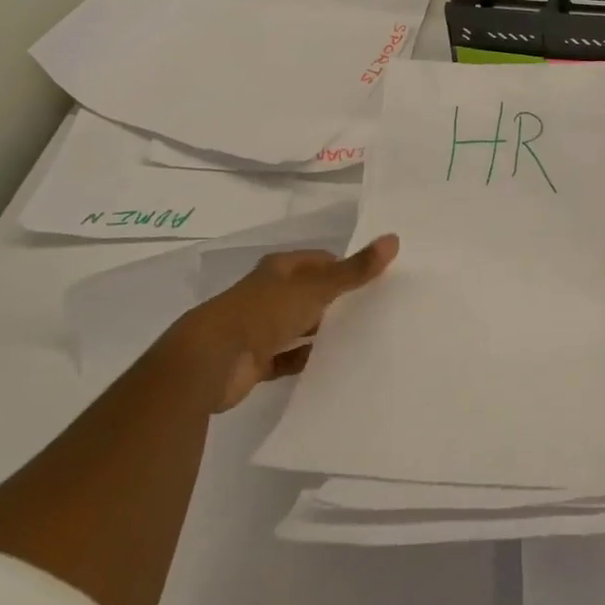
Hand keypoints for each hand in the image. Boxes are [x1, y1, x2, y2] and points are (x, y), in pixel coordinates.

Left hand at [165, 235, 398, 412]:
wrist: (210, 362)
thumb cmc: (263, 313)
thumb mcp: (316, 288)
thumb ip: (355, 270)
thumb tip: (394, 239)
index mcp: (280, 270)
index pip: (319, 261)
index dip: (343, 267)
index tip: (372, 280)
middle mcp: (268, 294)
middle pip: (309, 293)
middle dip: (334, 300)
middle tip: (372, 309)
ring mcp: (259, 328)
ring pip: (298, 325)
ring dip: (319, 331)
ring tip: (357, 338)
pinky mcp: (255, 361)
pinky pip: (287, 358)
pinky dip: (304, 360)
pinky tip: (328, 365)